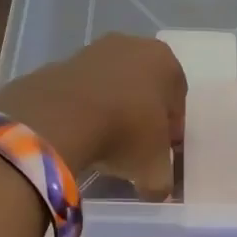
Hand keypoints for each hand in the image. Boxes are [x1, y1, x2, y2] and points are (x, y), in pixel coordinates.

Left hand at [0, 34, 186, 200]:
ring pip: (112, 86)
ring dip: (112, 111)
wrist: (58, 119)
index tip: (161, 152)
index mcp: (164, 61)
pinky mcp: (59, 64)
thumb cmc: (124, 133)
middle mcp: (131, 46)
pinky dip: (83, 110)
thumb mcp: (153, 168)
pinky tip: (78, 134)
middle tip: (134, 148)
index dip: (171, 130)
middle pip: (144, 88)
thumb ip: (162, 180)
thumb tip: (157, 190)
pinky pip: (81, 92)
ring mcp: (92, 51)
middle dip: (141, 116)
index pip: (177, 100)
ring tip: (103, 143)